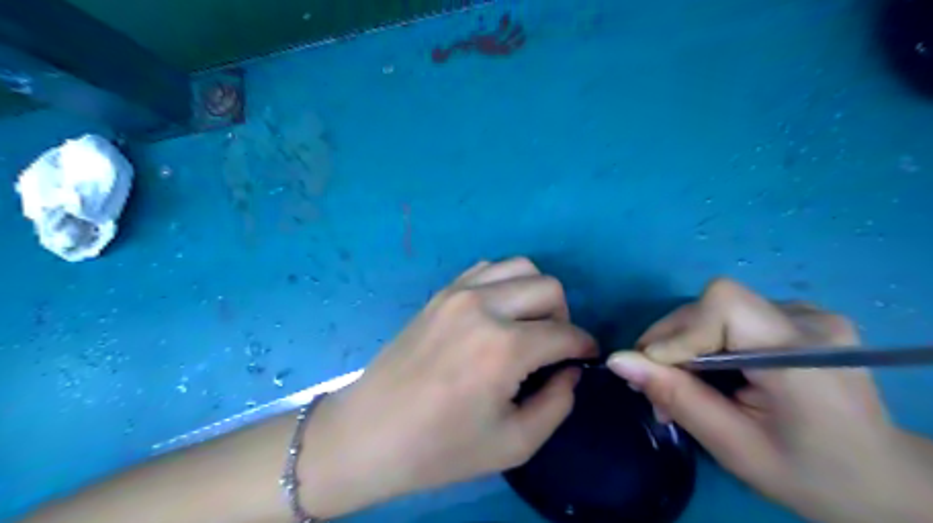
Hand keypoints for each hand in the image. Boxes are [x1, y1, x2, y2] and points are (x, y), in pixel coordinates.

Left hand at [299, 259, 597, 517]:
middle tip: (555, 347)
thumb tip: (571, 369)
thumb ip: (557, 403)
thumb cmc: (440, 447)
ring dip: (536, 293)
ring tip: (529, 325)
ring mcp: (458, 293)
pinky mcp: (441, 293)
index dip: (584, 347)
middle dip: (564, 316)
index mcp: (504, 347)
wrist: (370, 432)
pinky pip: (487, 269)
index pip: (565, 333)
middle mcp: (484, 307)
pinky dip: (505, 283)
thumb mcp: (514, 443)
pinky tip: (499, 311)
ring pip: (520, 267)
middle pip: (549, 288)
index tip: (586, 359)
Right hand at [610, 281, 928, 522]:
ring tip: (680, 383)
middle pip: (714, 304)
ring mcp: (808, 314)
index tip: (651, 373)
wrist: (883, 481)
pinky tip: (711, 371)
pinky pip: (733, 317)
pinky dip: (707, 340)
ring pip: (718, 309)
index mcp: (802, 354)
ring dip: (686, 342)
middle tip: (654, 386)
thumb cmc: (810, 475)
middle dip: (672, 341)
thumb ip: (676, 397)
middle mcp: (808, 320)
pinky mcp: (799, 318)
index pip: (722, 305)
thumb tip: (617, 361)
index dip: (677, 332)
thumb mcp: (734, 446)